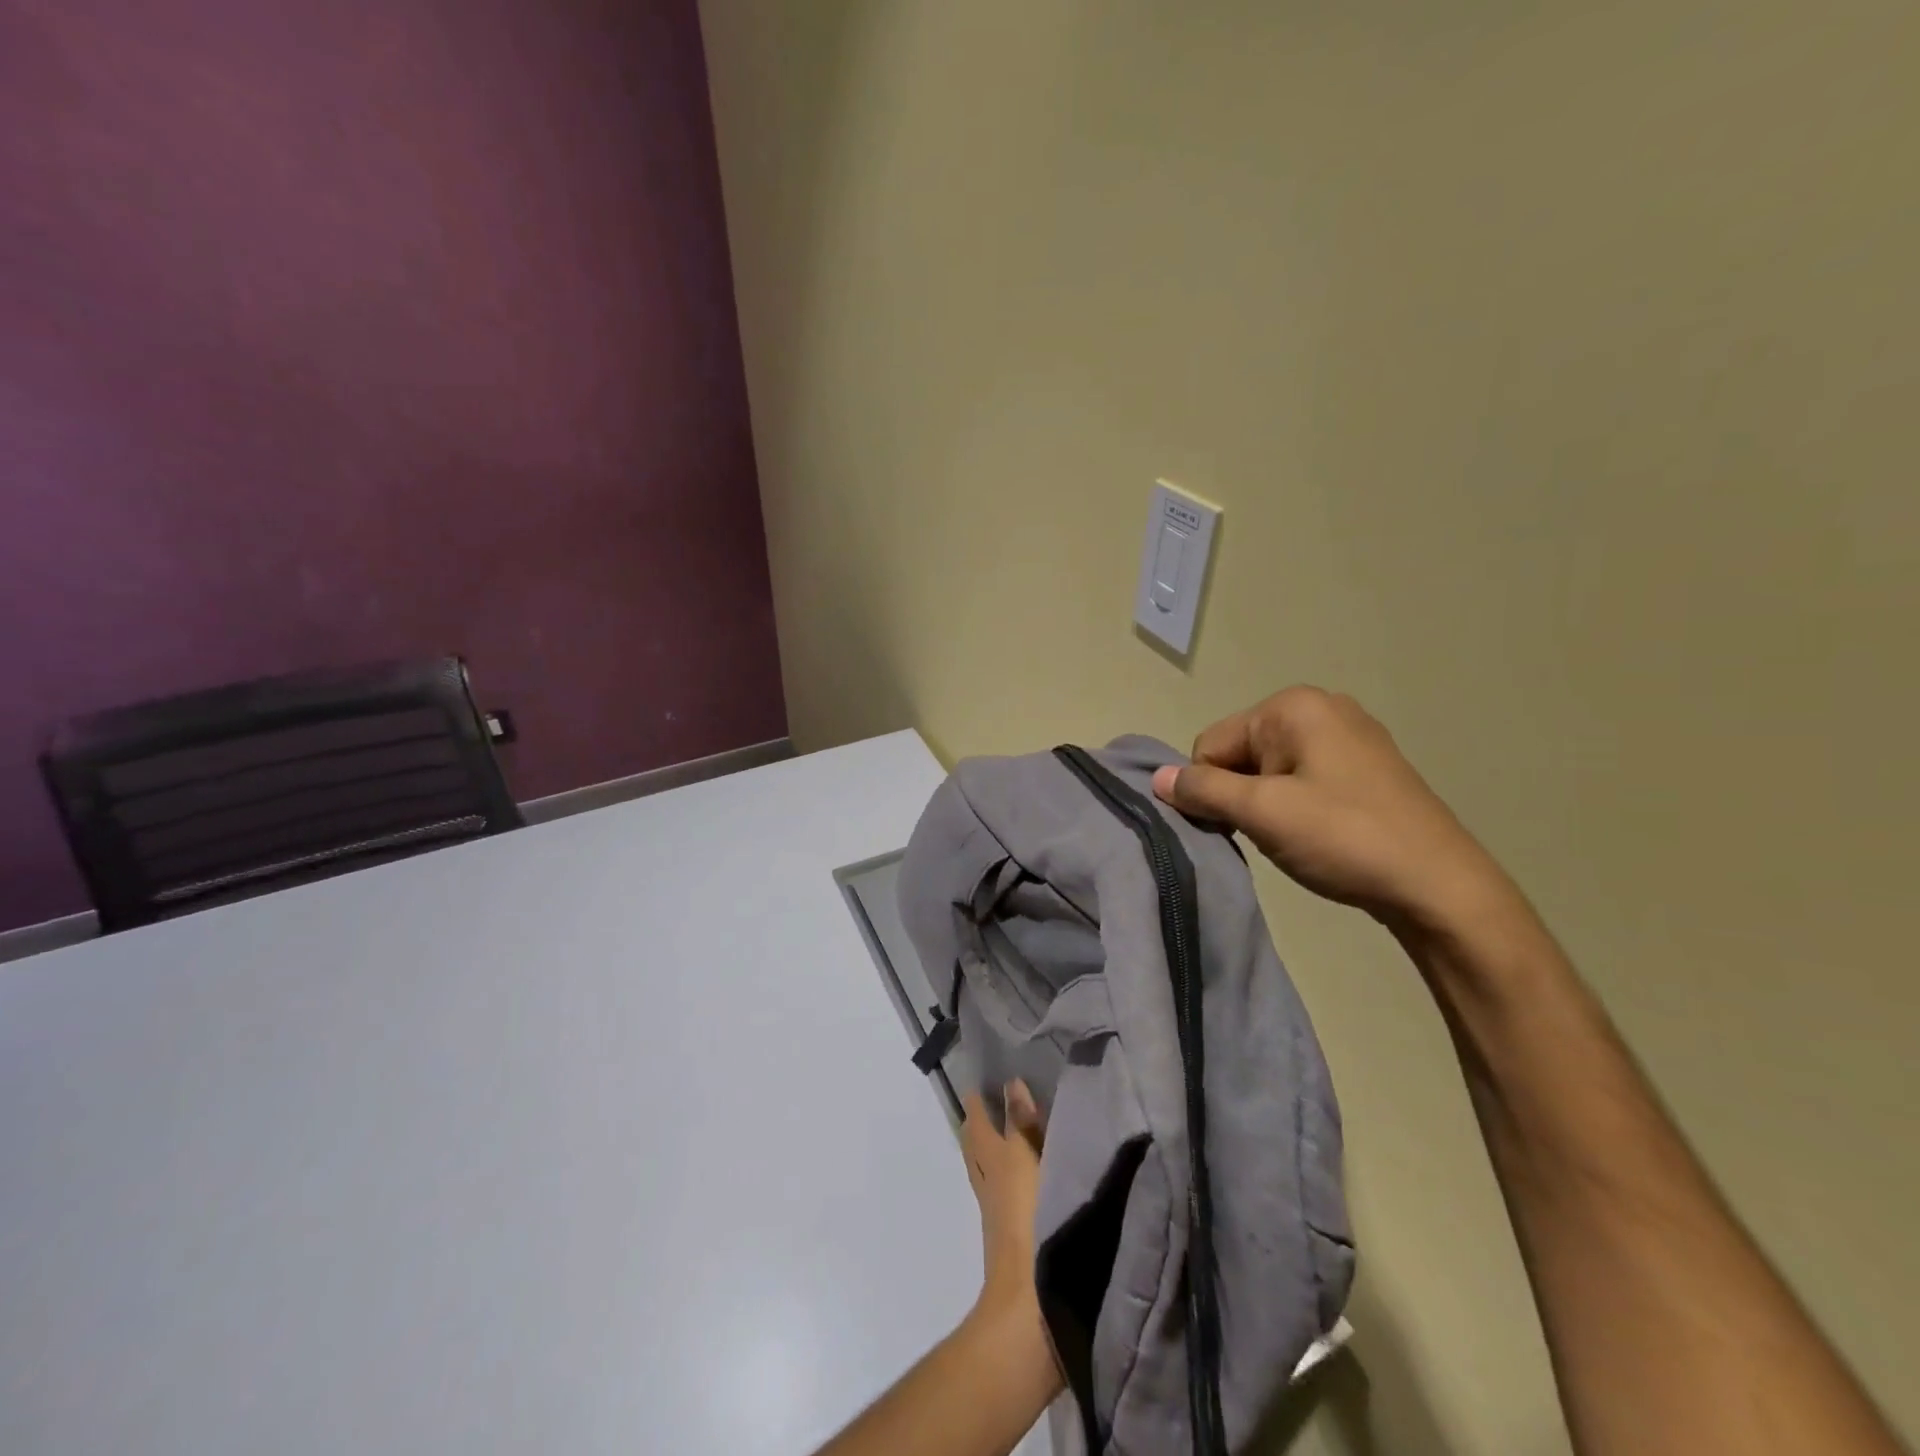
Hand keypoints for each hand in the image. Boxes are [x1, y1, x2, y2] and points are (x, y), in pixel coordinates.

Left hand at [960, 1082, 1058, 1387]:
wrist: (1029, 1305)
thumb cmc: (1034, 1222)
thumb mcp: (1032, 1162)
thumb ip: (1025, 1124)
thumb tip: (1011, 1083)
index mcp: (995, 1159)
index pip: (978, 1122)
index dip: (977, 1102)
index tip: (980, 1081)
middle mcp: (989, 1181)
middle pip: (975, 1146)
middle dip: (977, 1124)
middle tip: (983, 1103)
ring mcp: (996, 1212)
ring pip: (985, 1169)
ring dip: (987, 1149)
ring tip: (998, 1134)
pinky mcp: (1008, 1236)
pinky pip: (998, 1191)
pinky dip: (1002, 1174)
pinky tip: (1017, 1179)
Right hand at [1151, 685, 1518, 934]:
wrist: (1441, 887)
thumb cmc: (1344, 838)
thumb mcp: (1262, 812)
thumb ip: (1202, 790)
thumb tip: (1155, 778)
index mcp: (1293, 706)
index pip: (1211, 743)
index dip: (1211, 788)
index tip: (1237, 826)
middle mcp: (1321, 707)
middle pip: (1240, 752)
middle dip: (1240, 795)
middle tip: (1269, 833)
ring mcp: (1349, 735)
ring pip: (1269, 770)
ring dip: (1266, 805)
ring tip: (1296, 838)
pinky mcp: (1366, 767)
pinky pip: (1303, 779)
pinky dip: (1295, 806)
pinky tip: (1318, 834)